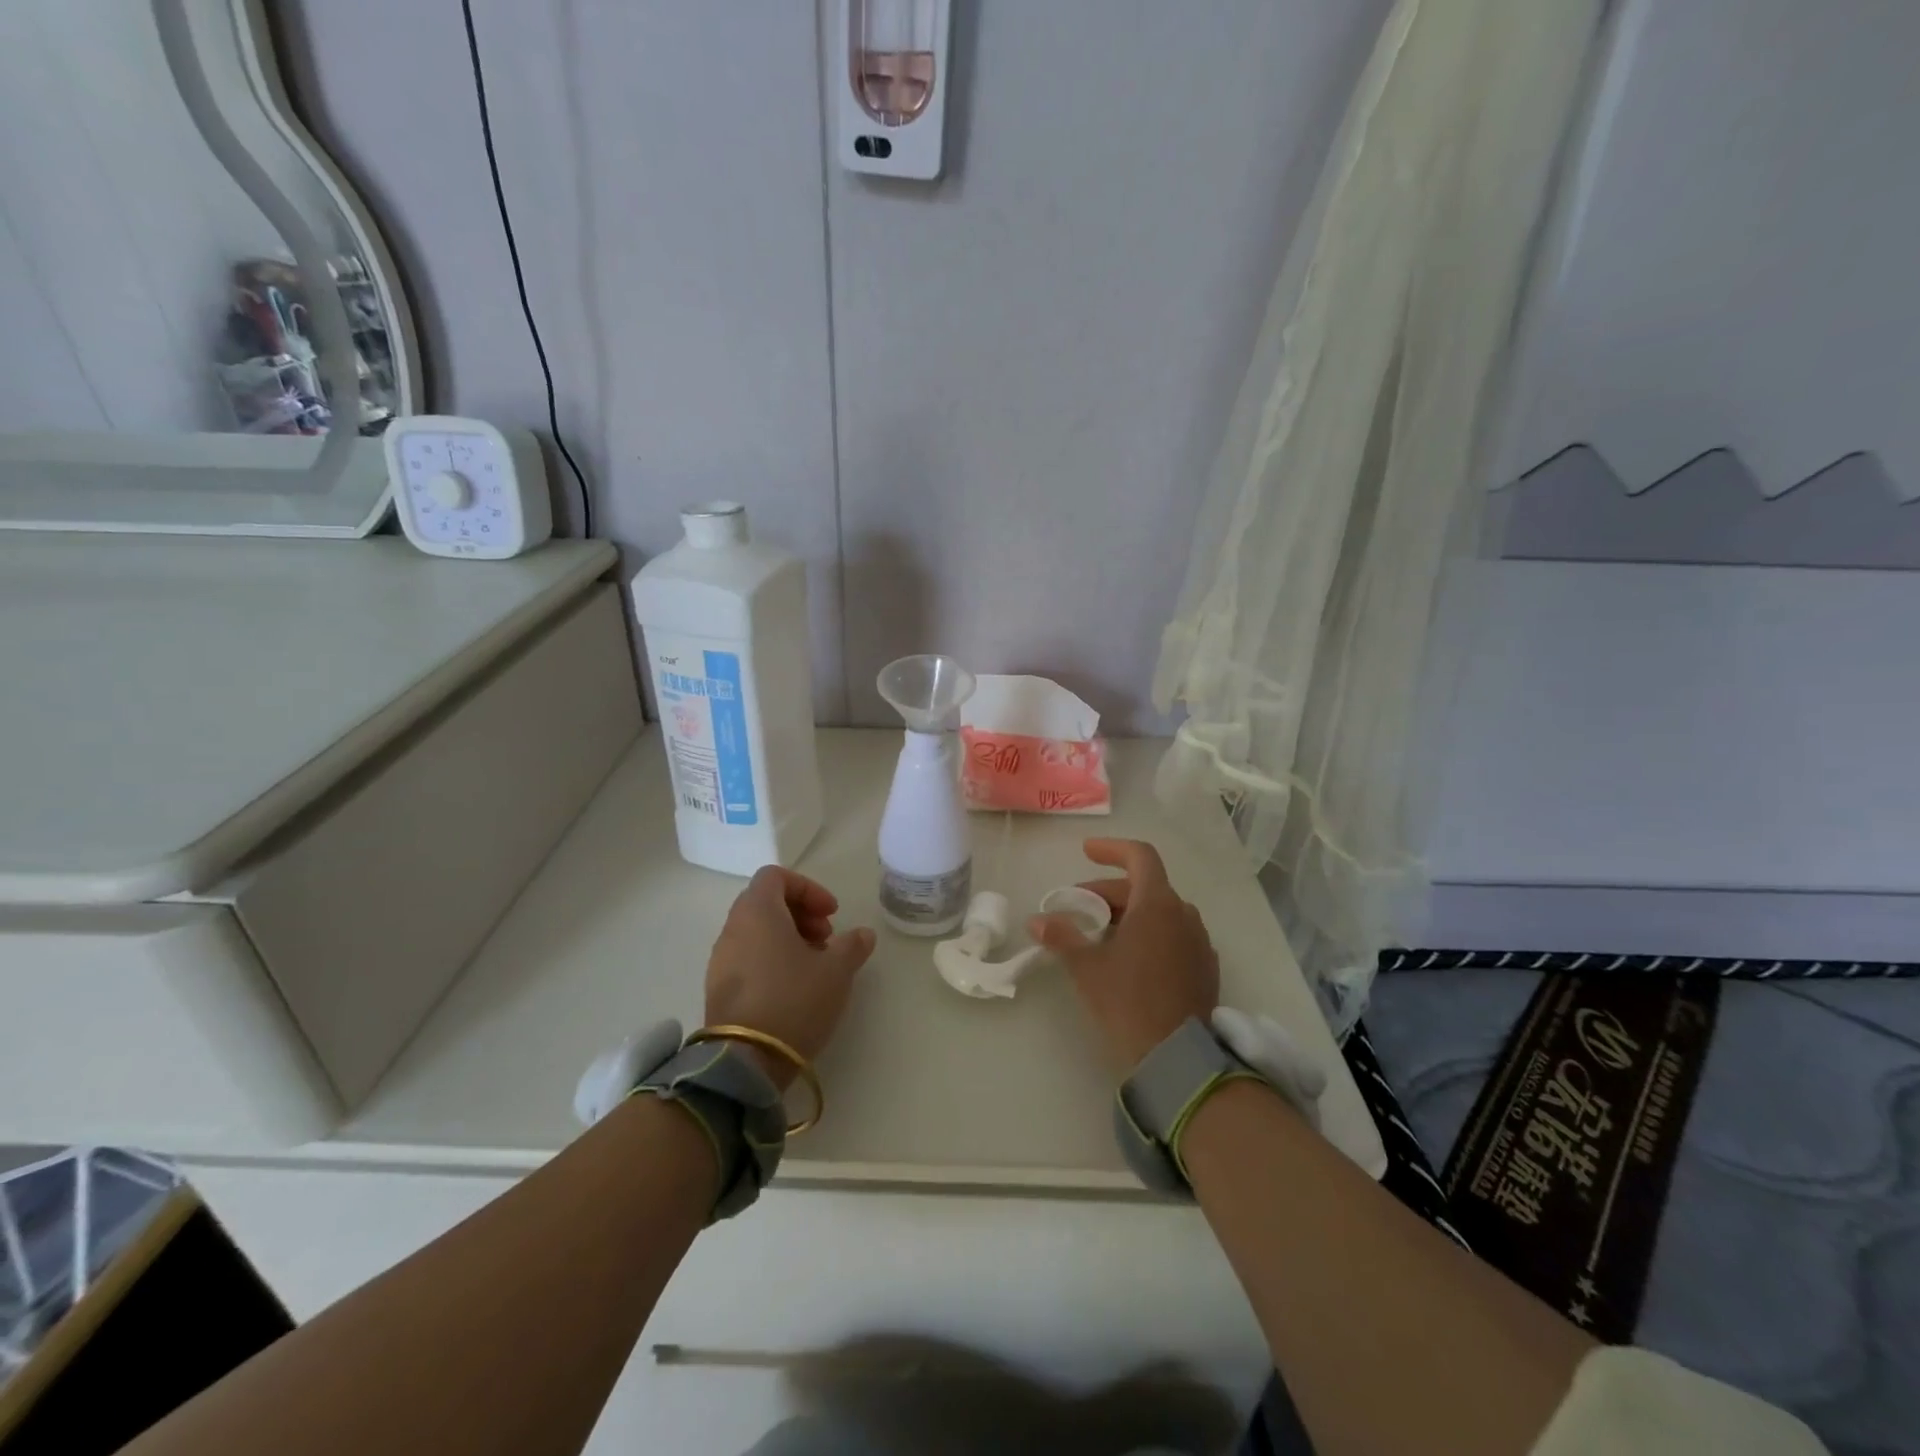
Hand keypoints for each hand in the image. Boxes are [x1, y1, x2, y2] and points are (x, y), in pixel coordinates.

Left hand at [705, 867, 875, 1087]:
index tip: (831, 913)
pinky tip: (794, 989)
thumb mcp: (836, 971)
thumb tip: (862, 934)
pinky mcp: (718, 989)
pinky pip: (747, 958)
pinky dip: (771, 961)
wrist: (745, 1061)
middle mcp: (733, 929)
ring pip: (756, 932)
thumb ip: (852, 946)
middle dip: (800, 914)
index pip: (775, 876)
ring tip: (815, 967)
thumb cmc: (794, 1000)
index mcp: (757, 912)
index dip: (808, 888)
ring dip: (788, 939)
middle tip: (827, 939)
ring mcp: (720, 961)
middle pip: (765, 902)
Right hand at [1029, 838, 1219, 1072]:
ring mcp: (1199, 941)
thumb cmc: (1128, 1001)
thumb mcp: (1087, 967)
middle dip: (1108, 891)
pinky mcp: (1204, 967)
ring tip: (1100, 935)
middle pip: (1145, 886)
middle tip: (1078, 909)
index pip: (1140, 856)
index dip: (1112, 849)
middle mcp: (1184, 914)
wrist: (1177, 1057)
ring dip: (1129, 913)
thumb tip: (1036, 921)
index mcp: (1158, 904)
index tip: (1086, 852)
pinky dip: (1149, 934)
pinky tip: (1129, 959)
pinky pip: (1174, 935)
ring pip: (1160, 912)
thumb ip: (1062, 937)